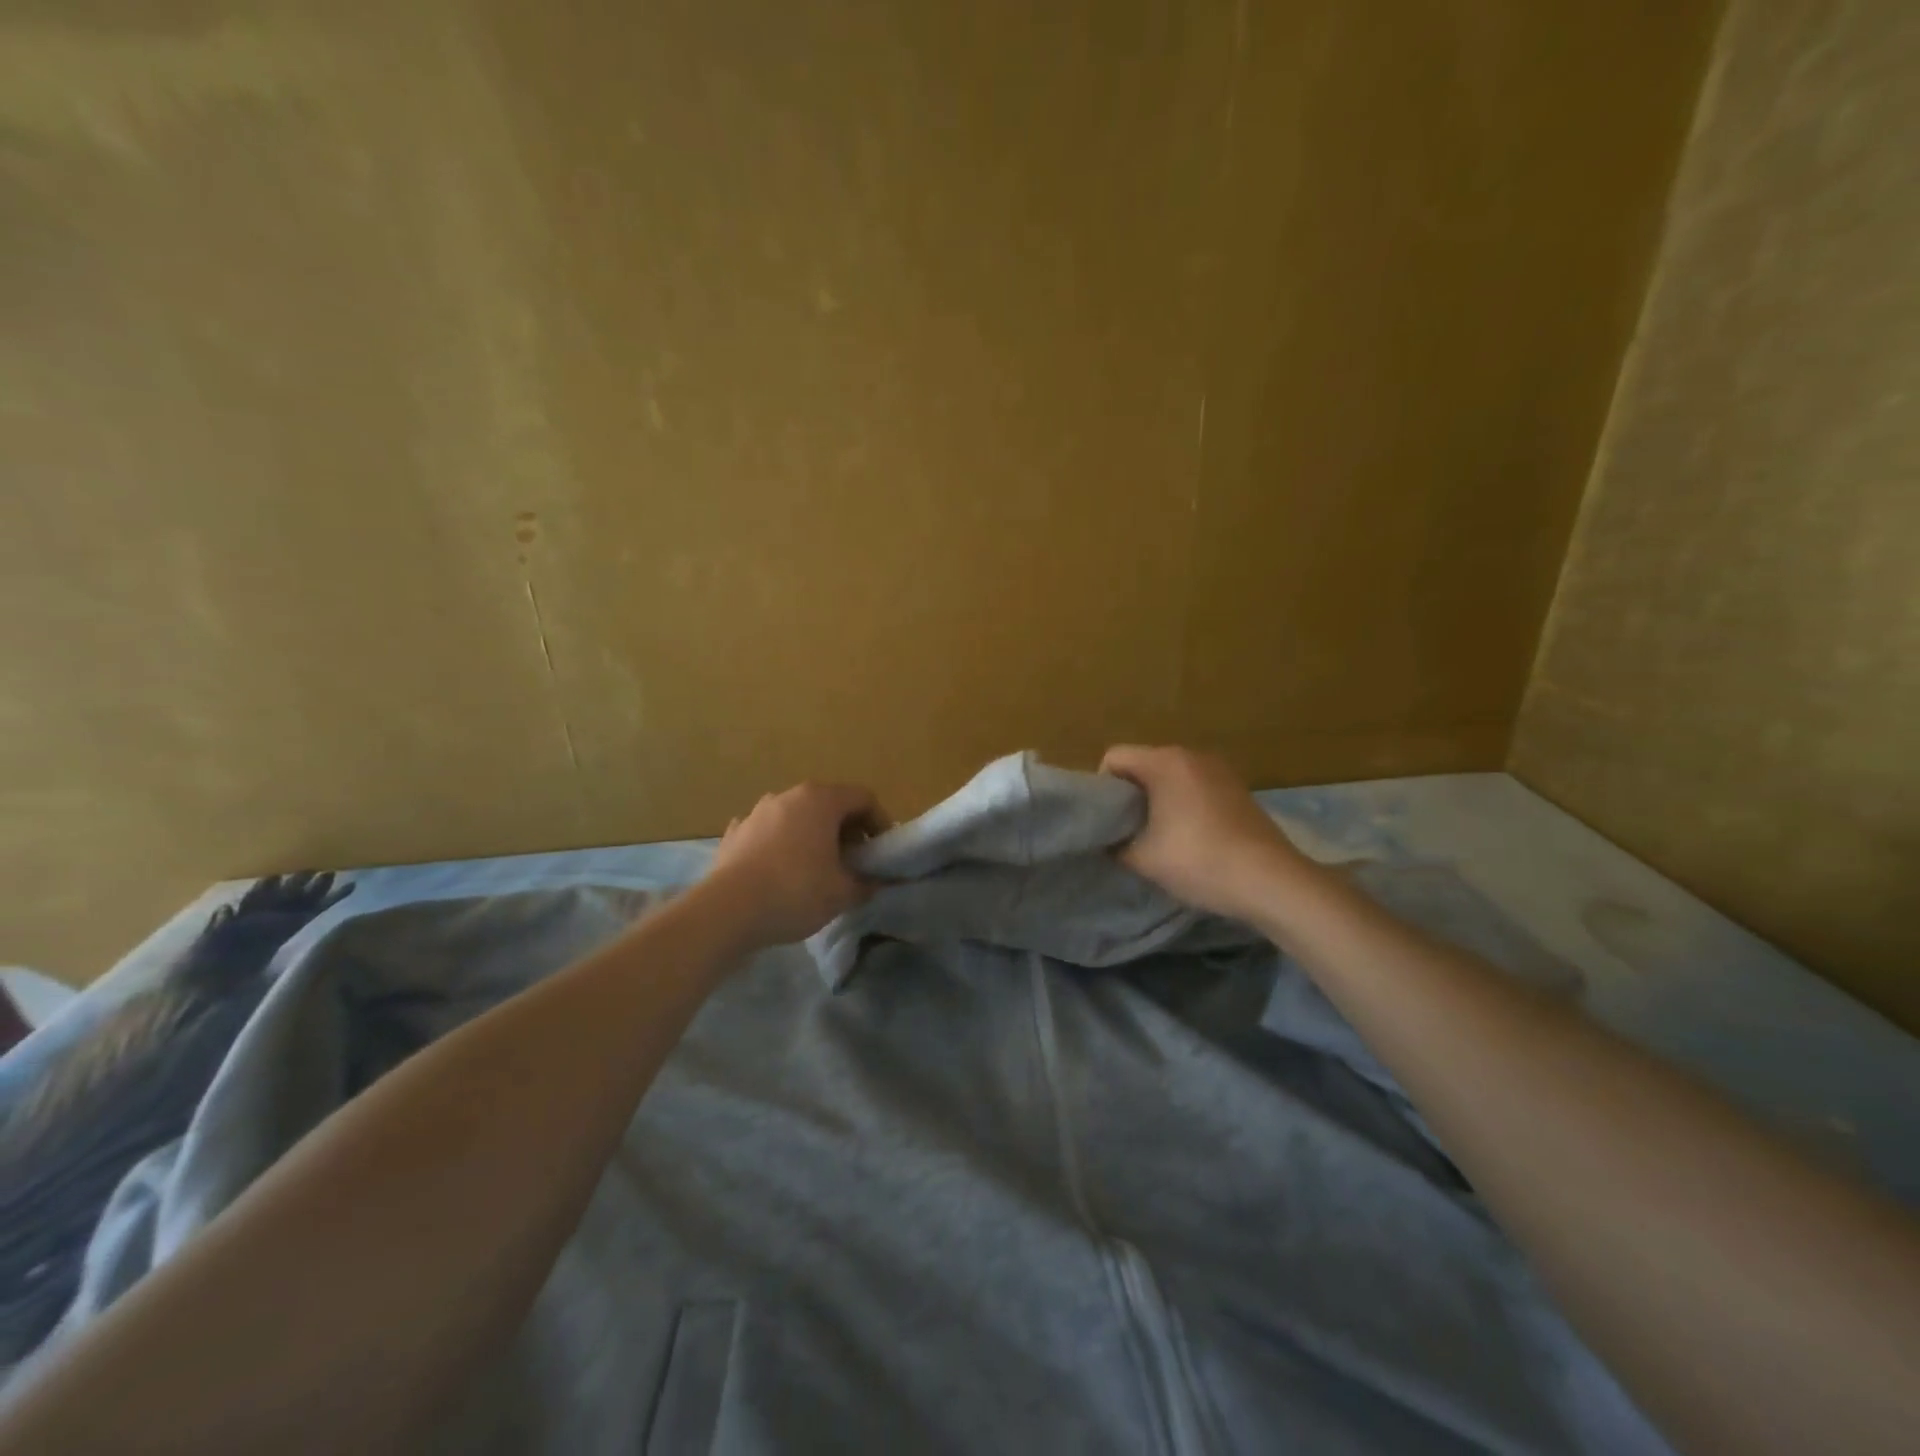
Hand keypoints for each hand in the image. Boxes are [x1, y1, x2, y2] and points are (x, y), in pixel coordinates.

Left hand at [701, 782, 885, 946]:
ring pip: (796, 817)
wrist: (727, 910)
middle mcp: (788, 796)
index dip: (880, 822)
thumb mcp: (843, 893)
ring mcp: (757, 812)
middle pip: (829, 804)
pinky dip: (781, 847)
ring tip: (817, 869)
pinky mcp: (734, 834)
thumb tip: (876, 882)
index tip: (882, 851)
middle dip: (846, 830)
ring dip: (813, 837)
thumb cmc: (796, 891)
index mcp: (821, 799)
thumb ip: (867, 883)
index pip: (863, 798)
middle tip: (854, 862)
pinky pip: (768, 834)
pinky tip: (780, 873)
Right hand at [1100, 745, 1308, 920]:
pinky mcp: (1239, 788)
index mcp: (1165, 762)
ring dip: (1158, 800)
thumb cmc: (1199, 861)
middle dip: (1130, 794)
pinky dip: (1184, 804)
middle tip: (1128, 831)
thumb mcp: (1142, 859)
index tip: (1108, 821)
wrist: (1271, 881)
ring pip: (1171, 776)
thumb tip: (1107, 840)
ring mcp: (1220, 769)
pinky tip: (1191, 837)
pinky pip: (1196, 786)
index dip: (1102, 787)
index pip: (1114, 757)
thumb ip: (1114, 845)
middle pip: (1144, 764)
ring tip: (1159, 837)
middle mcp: (1192, 755)